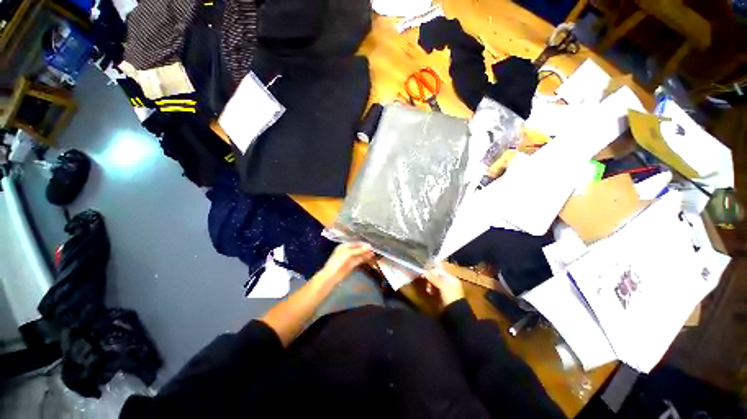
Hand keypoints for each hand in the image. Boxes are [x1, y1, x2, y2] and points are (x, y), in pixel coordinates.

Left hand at [318, 242, 374, 283]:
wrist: (332, 275)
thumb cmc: (338, 261)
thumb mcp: (348, 253)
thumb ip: (359, 250)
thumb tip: (369, 246)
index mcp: (344, 246)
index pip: (355, 243)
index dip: (362, 244)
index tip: (370, 245)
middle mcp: (347, 251)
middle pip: (357, 249)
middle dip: (365, 249)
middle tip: (373, 249)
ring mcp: (349, 258)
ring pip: (359, 254)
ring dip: (365, 253)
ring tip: (373, 253)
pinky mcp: (351, 265)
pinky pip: (358, 260)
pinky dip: (364, 258)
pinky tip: (369, 257)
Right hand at [424, 266, 464, 305]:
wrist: (455, 312)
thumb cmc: (451, 296)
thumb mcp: (442, 286)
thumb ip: (434, 279)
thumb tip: (424, 272)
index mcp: (452, 278)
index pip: (440, 271)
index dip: (432, 272)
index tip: (425, 273)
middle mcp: (449, 282)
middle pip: (437, 277)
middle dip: (431, 279)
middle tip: (425, 281)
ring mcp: (446, 289)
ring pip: (436, 283)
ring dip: (430, 284)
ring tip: (428, 289)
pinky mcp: (443, 296)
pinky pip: (436, 289)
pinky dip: (432, 290)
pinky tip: (429, 292)